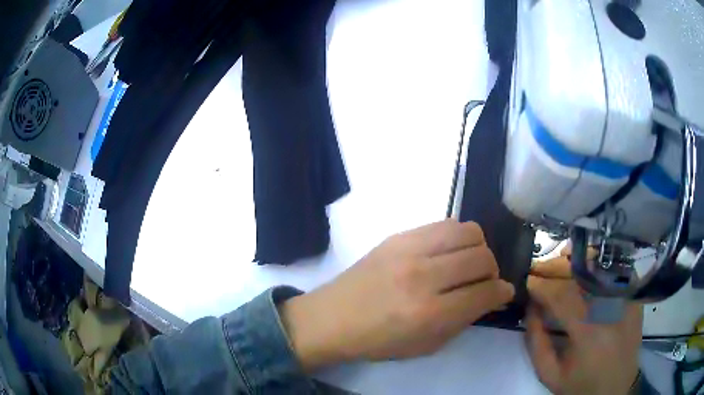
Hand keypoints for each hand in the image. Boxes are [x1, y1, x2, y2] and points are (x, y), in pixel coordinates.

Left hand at [280, 219, 514, 370]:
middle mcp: (423, 276)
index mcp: (429, 313)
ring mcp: (409, 250)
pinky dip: (457, 237)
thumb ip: (463, 320)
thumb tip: (490, 296)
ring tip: (468, 263)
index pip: (486, 293)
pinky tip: (448, 252)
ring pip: (468, 231)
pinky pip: (444, 224)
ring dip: (478, 248)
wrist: (332, 318)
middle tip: (483, 281)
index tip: (503, 293)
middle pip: (482, 258)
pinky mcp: (398, 235)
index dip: (502, 293)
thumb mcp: (426, 345)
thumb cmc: (378, 341)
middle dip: (492, 271)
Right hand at [526, 254, 642, 394]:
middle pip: (581, 278)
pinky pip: (614, 271)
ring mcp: (626, 300)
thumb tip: (530, 307)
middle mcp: (611, 310)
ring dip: (576, 261)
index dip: (542, 287)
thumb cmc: (581, 385)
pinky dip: (598, 263)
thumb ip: (536, 342)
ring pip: (599, 268)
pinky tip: (585, 263)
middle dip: (554, 269)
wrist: (615, 387)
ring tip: (558, 259)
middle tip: (537, 267)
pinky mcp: (633, 297)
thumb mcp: (550, 374)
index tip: (526, 282)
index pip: (562, 298)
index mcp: (589, 335)